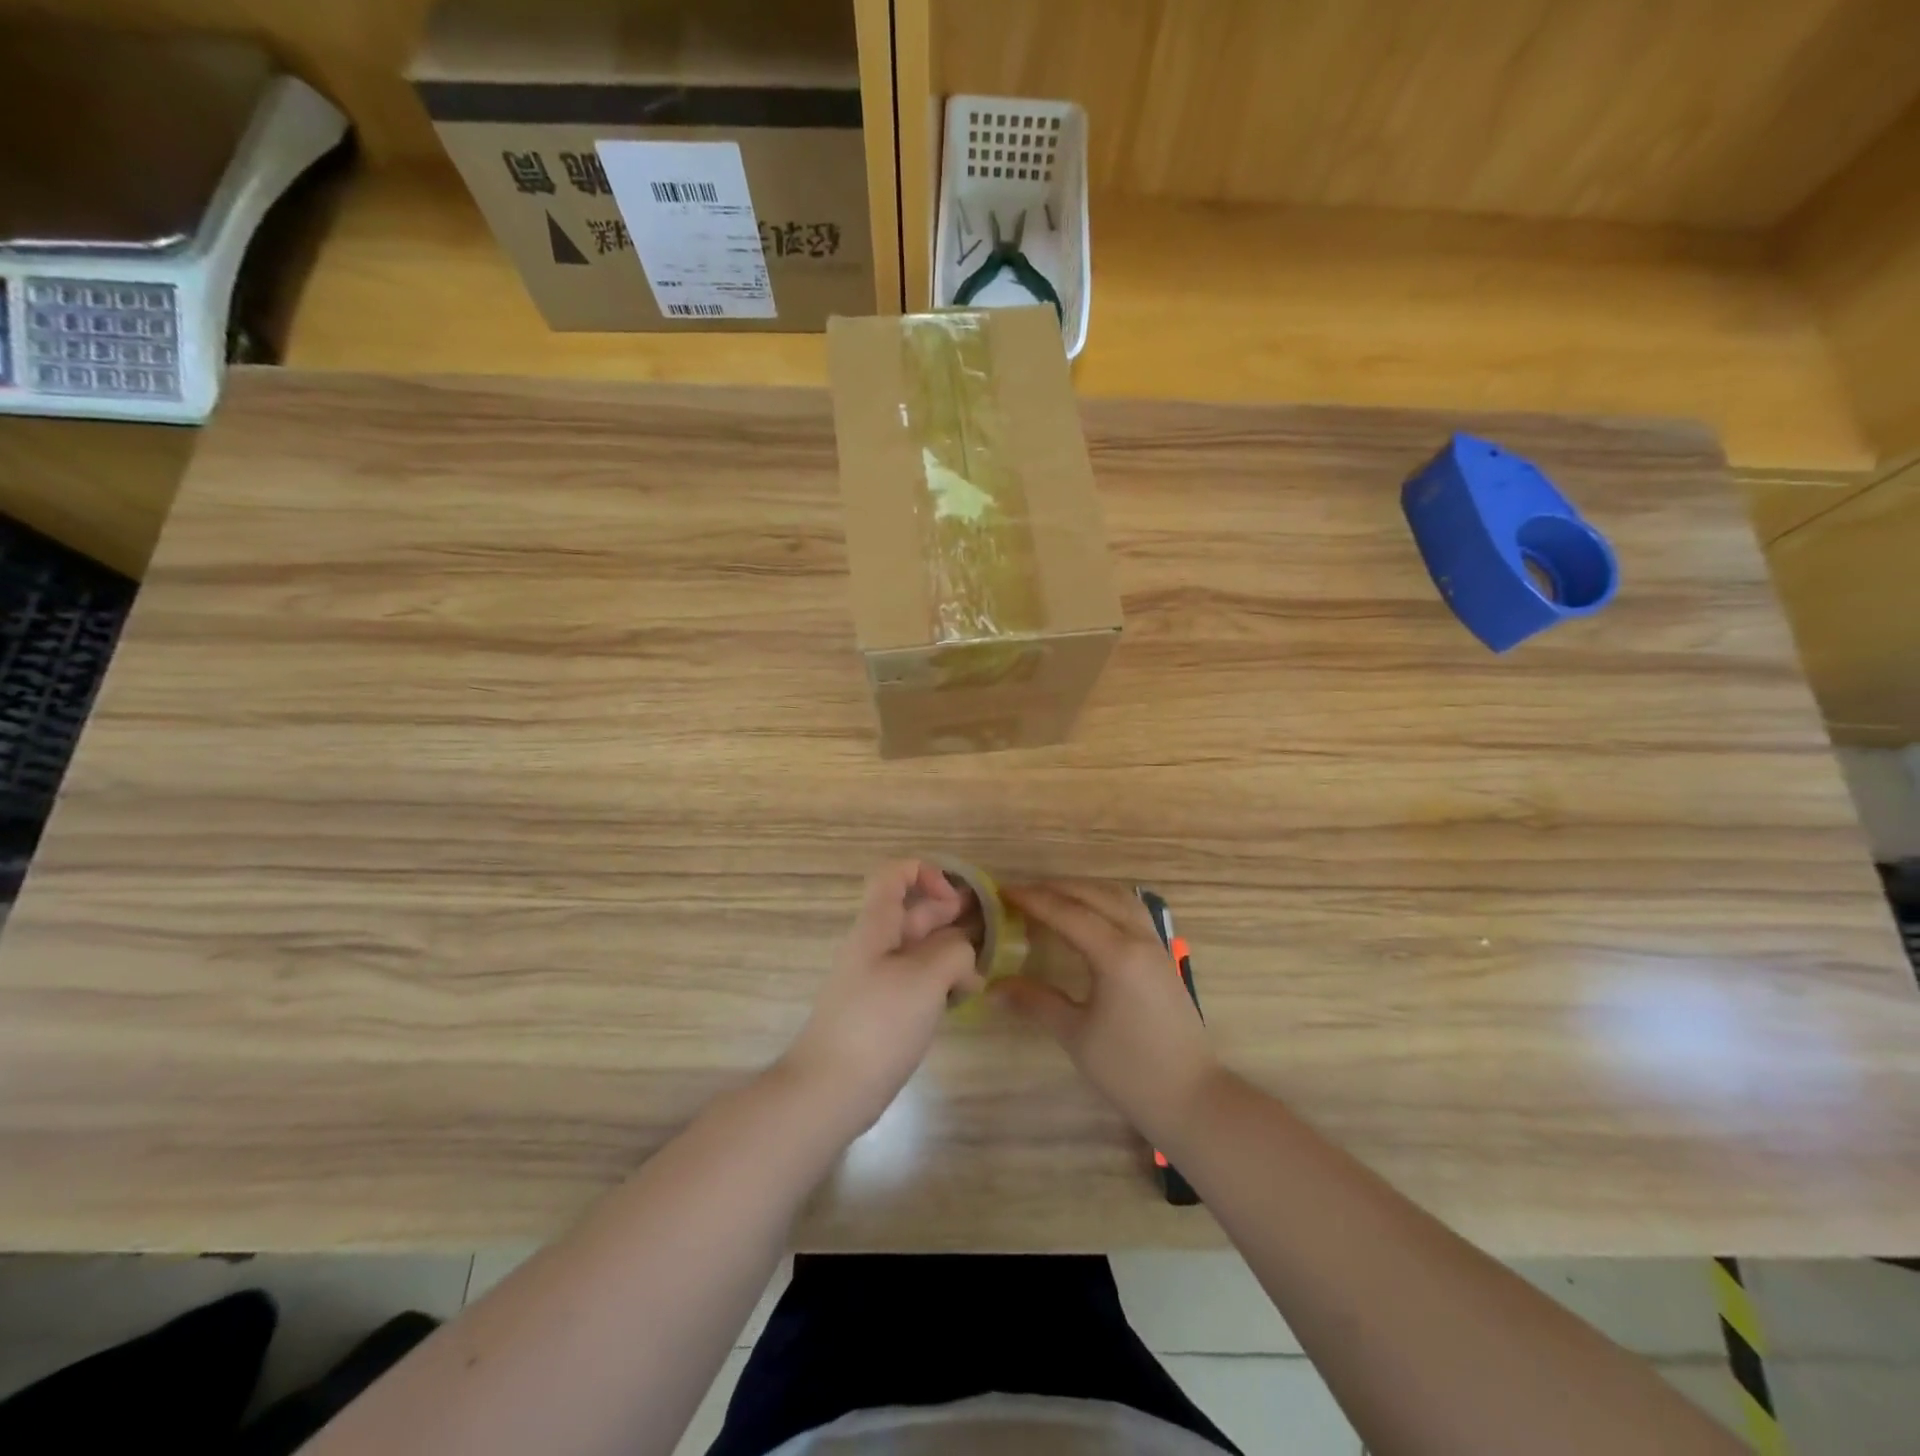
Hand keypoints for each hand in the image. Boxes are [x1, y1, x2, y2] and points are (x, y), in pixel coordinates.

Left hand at [780, 860, 984, 1137]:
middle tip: (986, 931)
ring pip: (917, 949)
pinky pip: (914, 981)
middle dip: (948, 914)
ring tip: (979, 971)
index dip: (926, 873)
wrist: (829, 1090)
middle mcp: (874, 946)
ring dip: (949, 952)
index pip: (894, 874)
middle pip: (911, 912)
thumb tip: (963, 956)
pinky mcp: (881, 1011)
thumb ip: (953, 952)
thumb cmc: (877, 1024)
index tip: (954, 902)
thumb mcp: (925, 978)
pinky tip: (961, 999)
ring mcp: (876, 980)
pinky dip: (939, 981)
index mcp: (876, 926)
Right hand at [994, 881, 1222, 1146]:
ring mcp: (1155, 944)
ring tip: (1052, 898)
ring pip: (1117, 897)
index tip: (1003, 892)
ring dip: (1083, 891)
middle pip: (1093, 895)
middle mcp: (1138, 938)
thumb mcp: (1075, 1035)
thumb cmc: (1130, 1070)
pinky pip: (1131, 910)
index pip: (1067, 912)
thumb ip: (1035, 1002)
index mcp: (1116, 954)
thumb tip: (992, 988)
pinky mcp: (1162, 956)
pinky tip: (1088, 917)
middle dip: (1055, 889)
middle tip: (1021, 895)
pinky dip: (1104, 902)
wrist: (1192, 1097)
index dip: (1033, 900)